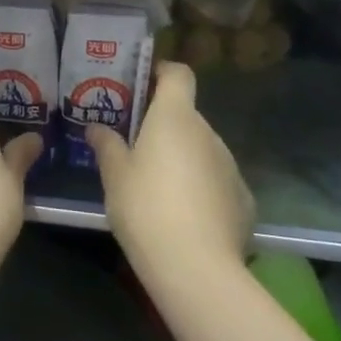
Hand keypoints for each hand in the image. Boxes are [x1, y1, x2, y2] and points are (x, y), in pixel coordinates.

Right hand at [85, 61, 253, 287]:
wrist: (196, 268)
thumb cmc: (146, 207)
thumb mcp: (114, 175)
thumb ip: (106, 145)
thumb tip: (96, 128)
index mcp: (175, 117)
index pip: (178, 74)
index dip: (161, 73)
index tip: (141, 85)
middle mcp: (208, 132)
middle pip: (186, 116)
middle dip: (164, 126)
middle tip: (135, 147)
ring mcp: (230, 166)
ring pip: (201, 150)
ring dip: (182, 158)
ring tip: (157, 188)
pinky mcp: (243, 200)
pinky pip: (217, 181)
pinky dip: (201, 189)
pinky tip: (184, 217)